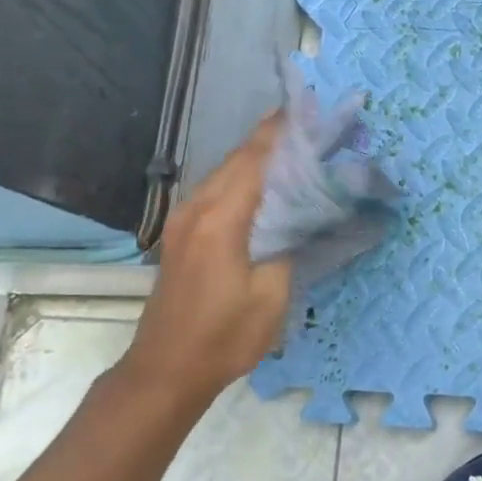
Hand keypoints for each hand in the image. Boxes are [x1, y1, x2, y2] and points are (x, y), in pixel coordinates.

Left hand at [118, 117, 291, 413]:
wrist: (167, 369)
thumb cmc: (224, 336)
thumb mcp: (272, 296)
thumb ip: (287, 245)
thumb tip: (300, 215)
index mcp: (220, 220)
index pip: (255, 160)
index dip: (283, 132)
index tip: (311, 111)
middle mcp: (197, 209)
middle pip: (238, 159)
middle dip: (275, 139)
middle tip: (315, 129)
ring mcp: (185, 221)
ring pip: (227, 173)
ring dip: (260, 158)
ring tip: (298, 150)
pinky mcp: (183, 235)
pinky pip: (219, 192)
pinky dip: (246, 180)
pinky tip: (268, 186)